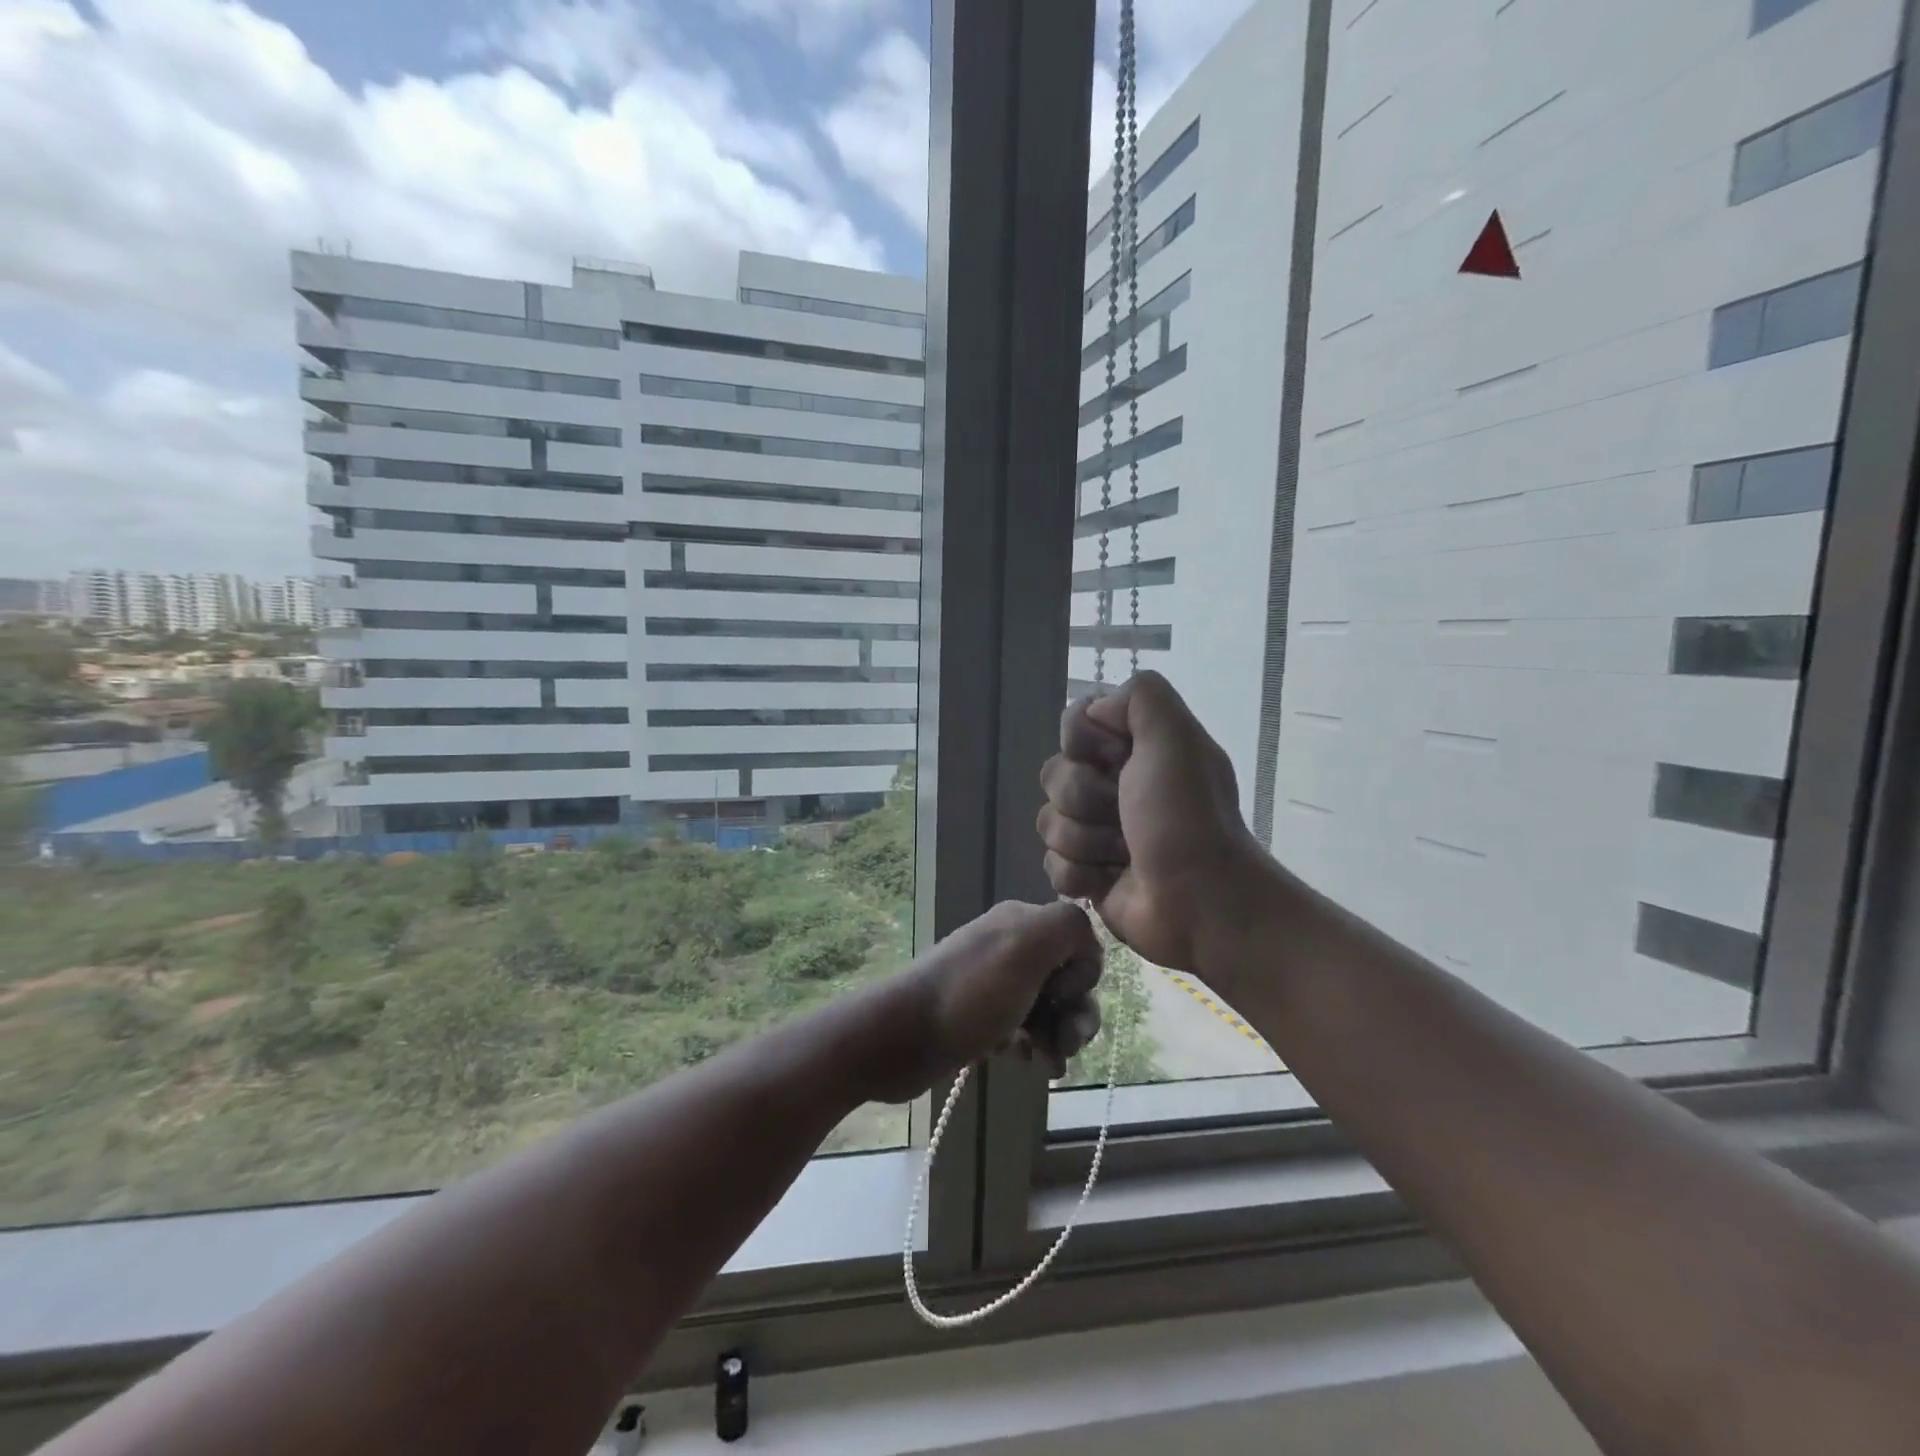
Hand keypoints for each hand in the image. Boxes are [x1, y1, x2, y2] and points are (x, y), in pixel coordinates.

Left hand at [866, 901, 1103, 1102]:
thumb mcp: (1026, 945)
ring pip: (1049, 1009)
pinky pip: (1025, 1030)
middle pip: (1067, 979)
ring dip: (1059, 1036)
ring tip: (1048, 1062)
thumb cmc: (970, 994)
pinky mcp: (982, 1019)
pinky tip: (1024, 1061)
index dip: (1082, 974)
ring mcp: (994, 985)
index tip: (1060, 995)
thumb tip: (1086, 948)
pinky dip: (1034, 1046)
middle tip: (1065, 1044)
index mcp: (1021, 922)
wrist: (902, 1037)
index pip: (1080, 942)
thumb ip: (1068, 928)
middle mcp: (1010, 947)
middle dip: (1076, 1014)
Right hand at [1038, 671, 1264, 971]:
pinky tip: (1107, 881)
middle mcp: (1113, 784)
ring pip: (1048, 821)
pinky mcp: (1087, 874)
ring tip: (1122, 855)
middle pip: (1054, 774)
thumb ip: (1140, 696)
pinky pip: (1051, 864)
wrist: (1202, 903)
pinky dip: (1079, 875)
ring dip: (1085, 840)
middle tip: (1125, 816)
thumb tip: (1096, 711)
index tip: (1117, 760)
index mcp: (1134, 748)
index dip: (1084, 743)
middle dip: (1085, 798)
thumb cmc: (1187, 818)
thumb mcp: (1175, 737)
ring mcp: (1097, 831)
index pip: (1074, 724)